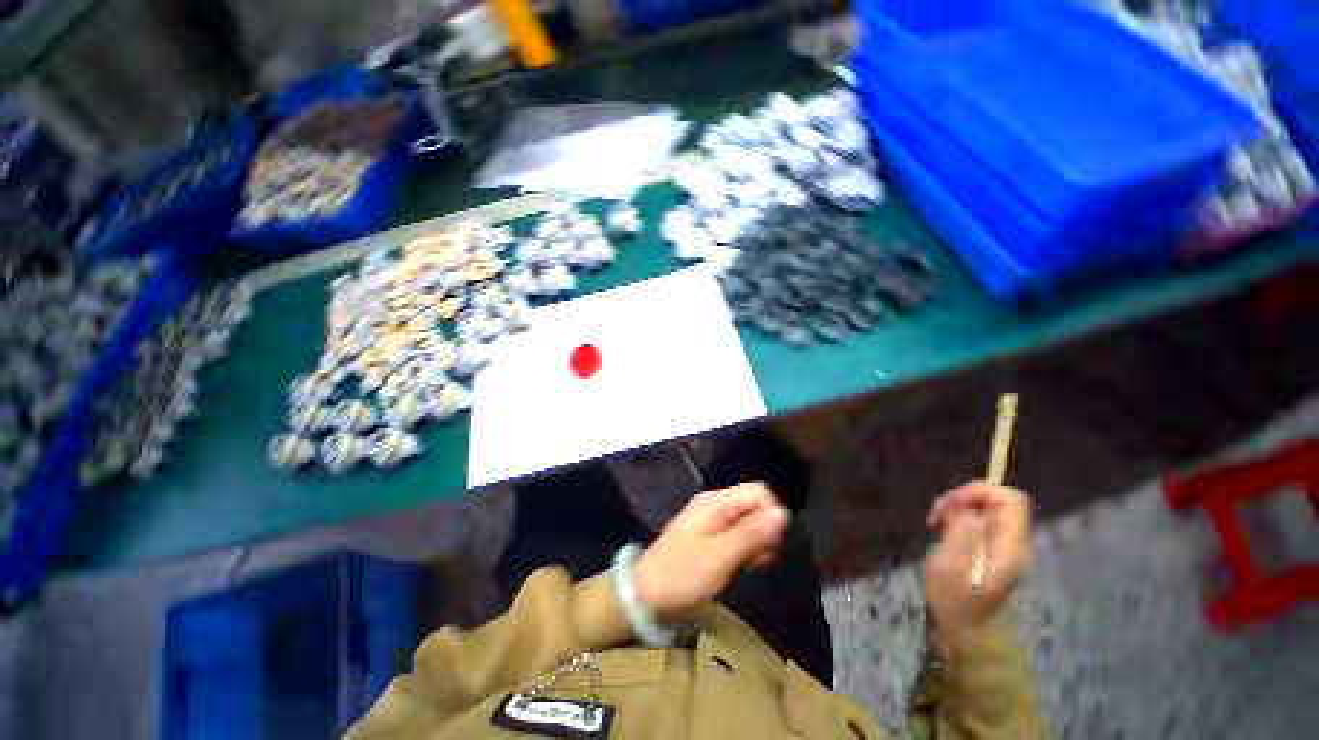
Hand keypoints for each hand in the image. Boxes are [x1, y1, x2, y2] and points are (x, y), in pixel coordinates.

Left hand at [634, 483, 788, 622]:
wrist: (646, 595)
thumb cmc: (681, 575)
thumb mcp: (719, 557)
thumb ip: (751, 534)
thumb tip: (783, 512)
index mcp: (716, 502)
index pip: (758, 492)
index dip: (771, 515)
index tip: (768, 545)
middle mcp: (716, 505)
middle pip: (755, 505)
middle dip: (765, 531)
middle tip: (757, 560)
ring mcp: (713, 521)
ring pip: (750, 521)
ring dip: (757, 543)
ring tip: (749, 566)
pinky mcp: (712, 537)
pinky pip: (740, 534)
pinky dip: (747, 549)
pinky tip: (743, 567)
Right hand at [924, 481, 1030, 648]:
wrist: (961, 632)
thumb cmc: (954, 599)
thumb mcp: (952, 562)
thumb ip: (962, 530)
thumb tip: (966, 506)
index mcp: (1009, 545)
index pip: (1010, 499)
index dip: (980, 491)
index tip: (950, 503)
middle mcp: (1011, 543)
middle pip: (996, 501)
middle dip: (963, 499)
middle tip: (936, 514)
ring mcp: (1000, 549)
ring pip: (983, 511)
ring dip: (956, 509)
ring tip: (934, 523)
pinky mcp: (987, 552)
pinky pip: (976, 523)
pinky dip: (956, 520)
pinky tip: (940, 532)